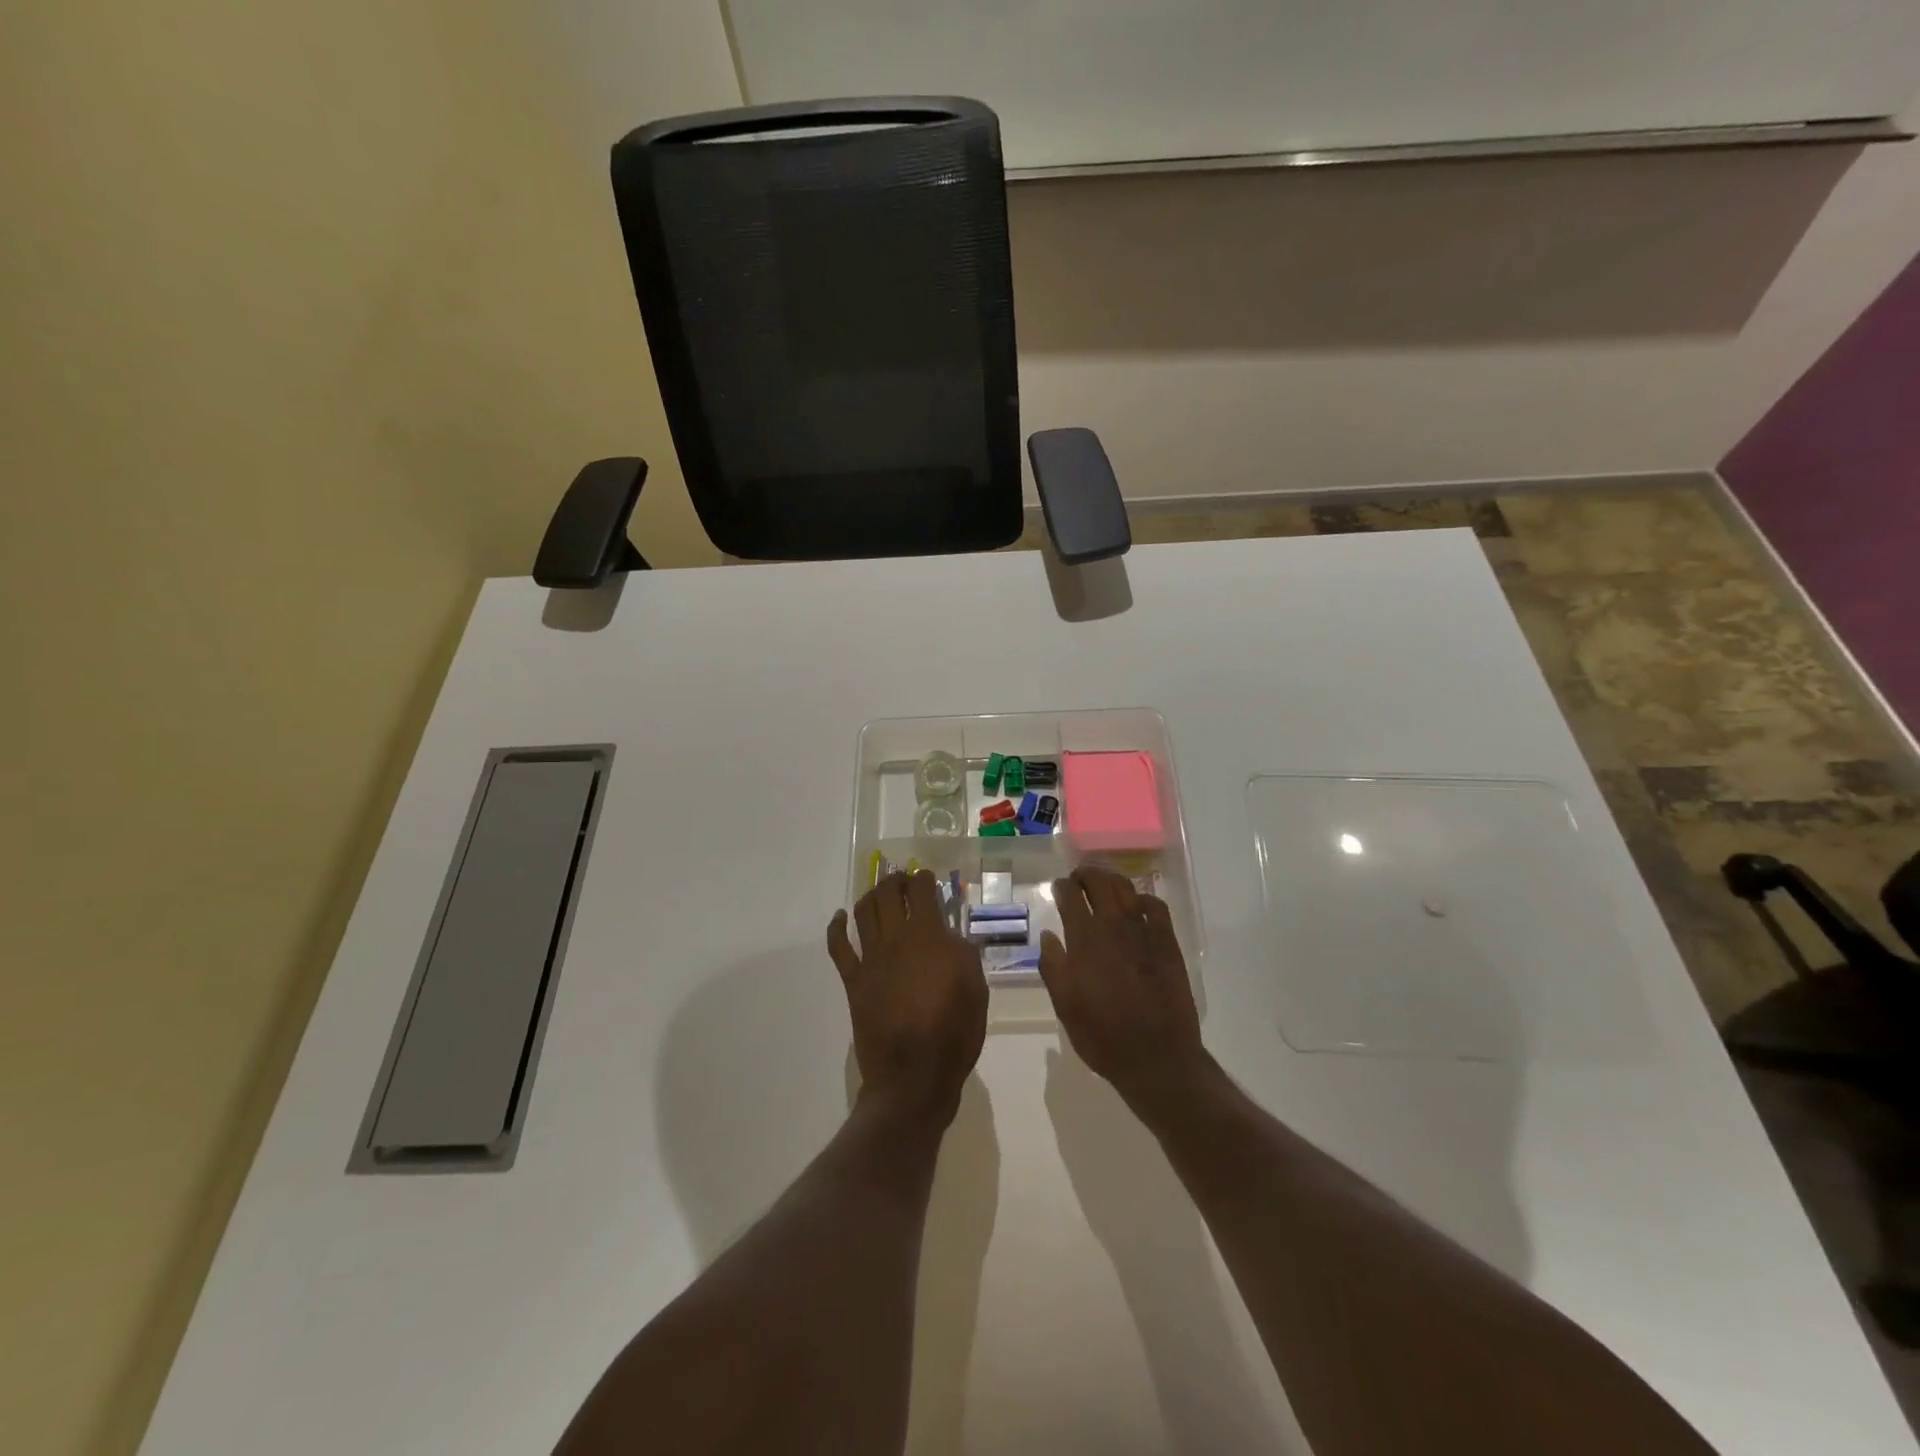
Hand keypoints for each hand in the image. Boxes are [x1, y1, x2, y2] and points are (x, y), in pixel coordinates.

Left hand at [829, 871, 986, 1123]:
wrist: (914, 1075)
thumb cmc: (954, 1032)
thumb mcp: (976, 989)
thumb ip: (964, 954)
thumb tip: (950, 936)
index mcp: (930, 937)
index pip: (921, 891)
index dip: (923, 878)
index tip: (927, 878)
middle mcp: (896, 939)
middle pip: (888, 894)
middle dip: (895, 881)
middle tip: (902, 881)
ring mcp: (871, 959)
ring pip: (863, 912)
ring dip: (870, 896)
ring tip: (878, 894)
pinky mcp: (853, 980)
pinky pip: (838, 946)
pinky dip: (837, 927)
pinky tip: (840, 917)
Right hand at [1039, 867, 1205, 1113]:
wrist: (1156, 1056)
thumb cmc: (1102, 1035)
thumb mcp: (1064, 1006)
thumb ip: (1053, 966)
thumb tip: (1048, 935)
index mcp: (1084, 939)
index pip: (1070, 896)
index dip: (1062, 886)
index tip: (1059, 886)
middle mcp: (1113, 926)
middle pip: (1099, 883)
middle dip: (1086, 875)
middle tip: (1079, 877)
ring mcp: (1144, 931)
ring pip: (1126, 888)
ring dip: (1112, 880)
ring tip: (1104, 883)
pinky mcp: (1167, 941)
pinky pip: (1156, 906)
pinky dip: (1143, 898)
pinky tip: (1137, 905)